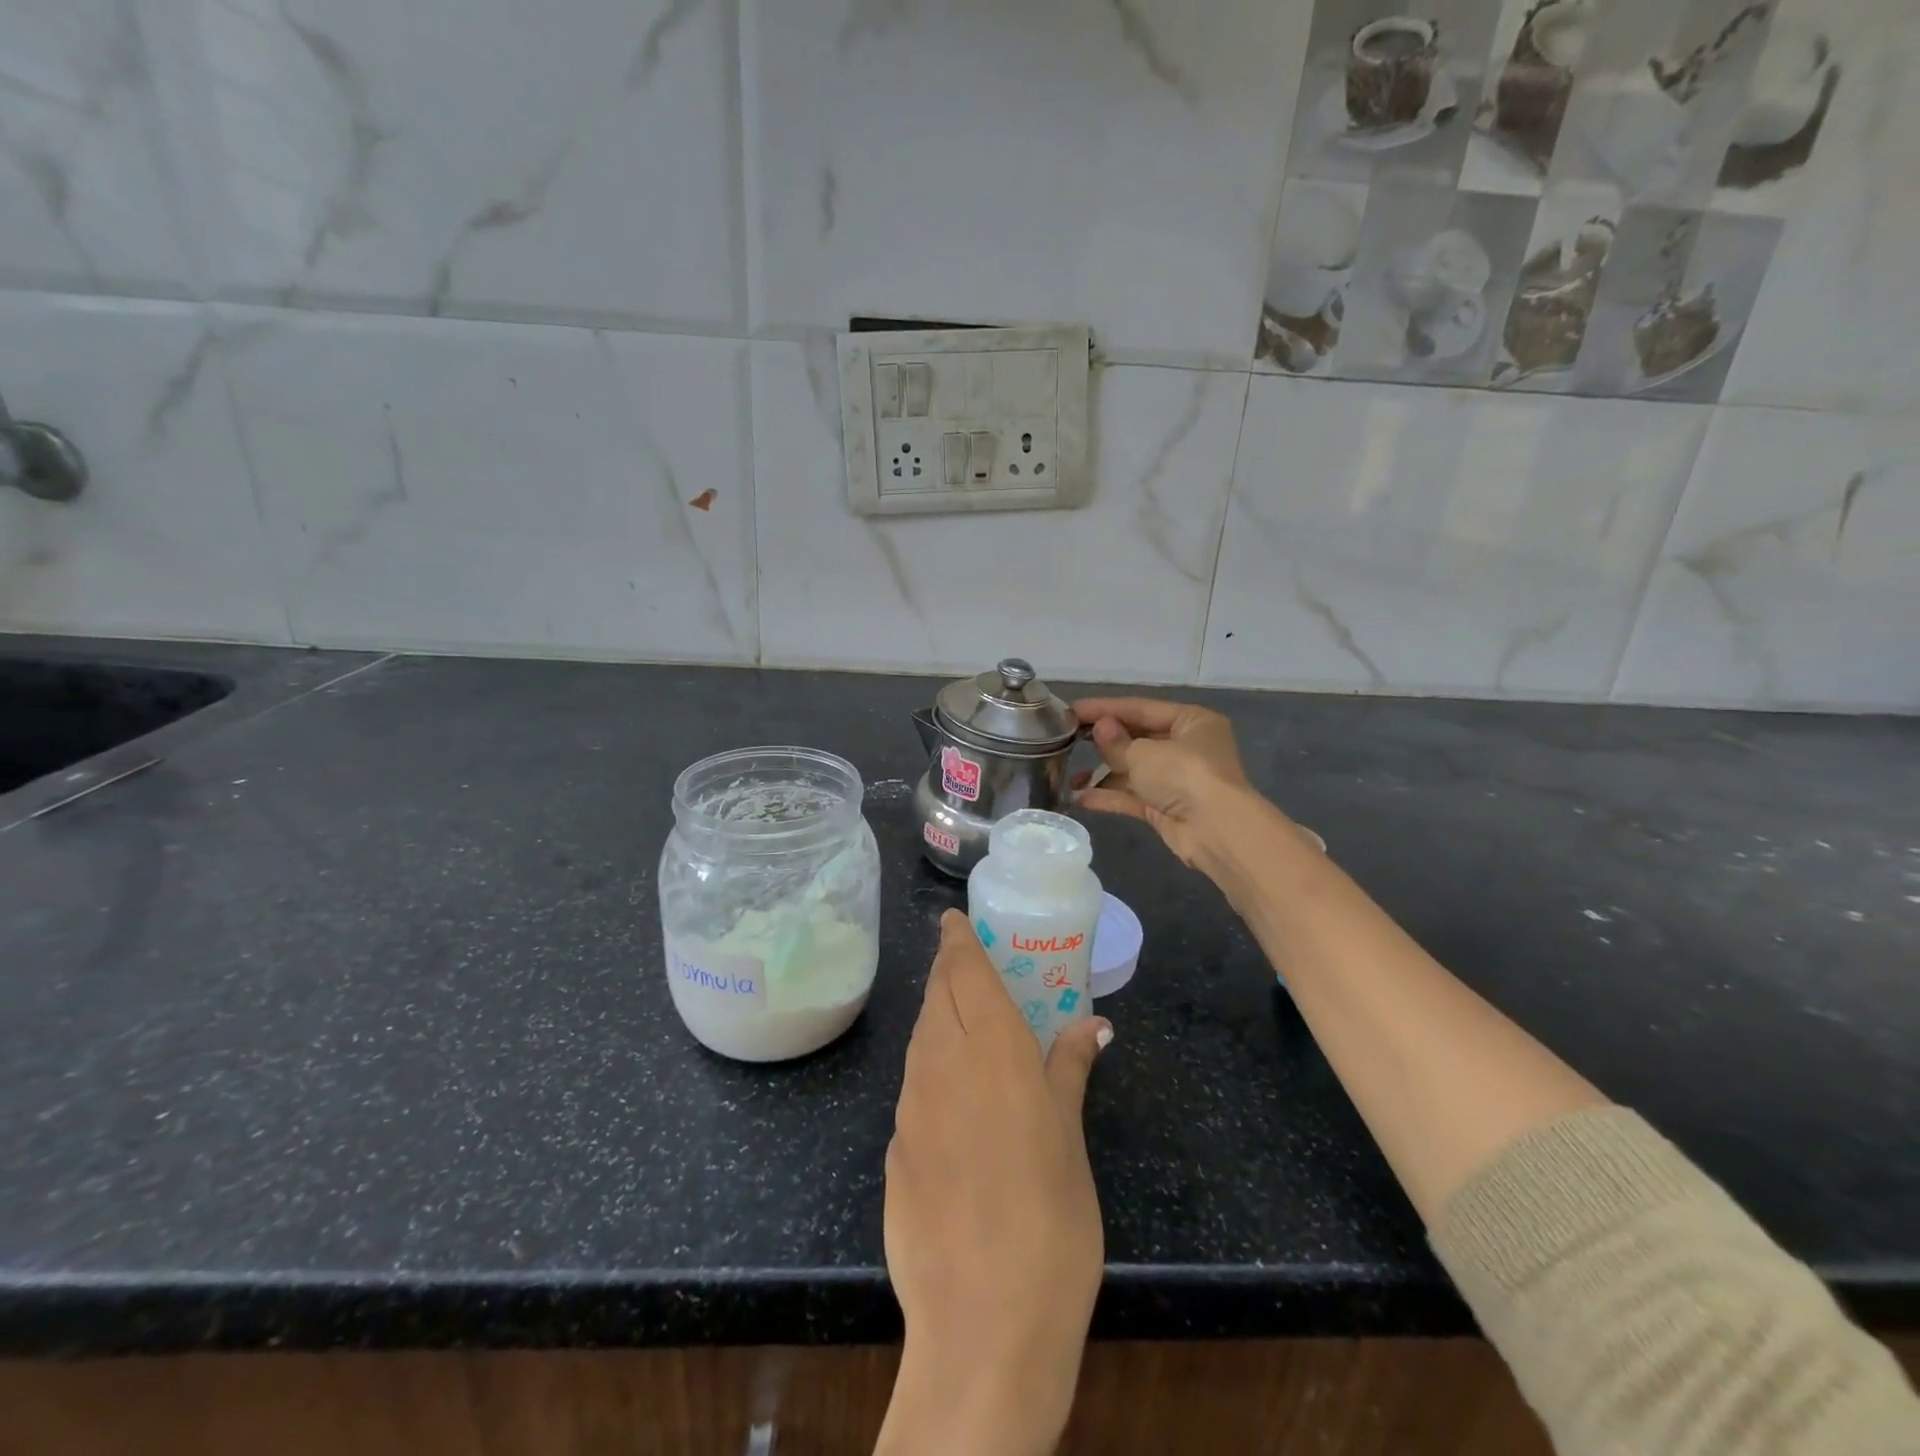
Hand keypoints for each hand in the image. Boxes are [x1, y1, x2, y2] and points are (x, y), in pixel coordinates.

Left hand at [879, 911, 1110, 1455]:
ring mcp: (911, 1105)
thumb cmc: (1050, 1219)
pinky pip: (914, 1084)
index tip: (954, 919)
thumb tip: (1092, 1025)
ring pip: (920, 1035)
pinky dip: (930, 1064)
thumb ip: (1070, 1069)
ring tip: (961, 1015)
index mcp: (992, 1049)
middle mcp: (942, 1063)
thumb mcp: (1071, 1138)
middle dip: (948, 970)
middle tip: (967, 962)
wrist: (983, 1324)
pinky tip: (953, 1091)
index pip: (964, 970)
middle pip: (936, 994)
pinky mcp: (895, 1148)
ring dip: (936, 1014)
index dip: (957, 939)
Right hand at [1072, 697, 1256, 868]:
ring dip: (1103, 773)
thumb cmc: (1184, 775)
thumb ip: (1116, 742)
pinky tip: (1080, 798)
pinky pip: (1133, 796)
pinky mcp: (1167, 808)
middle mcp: (1186, 747)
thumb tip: (1100, 729)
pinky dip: (1109, 796)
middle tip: (1067, 739)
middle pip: (1137, 738)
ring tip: (1070, 775)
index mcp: (1190, 721)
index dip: (1104, 708)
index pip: (1140, 708)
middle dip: (1103, 742)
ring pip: (1133, 770)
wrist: (1216, 831)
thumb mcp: (1144, 753)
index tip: (1070, 710)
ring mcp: (1177, 779)